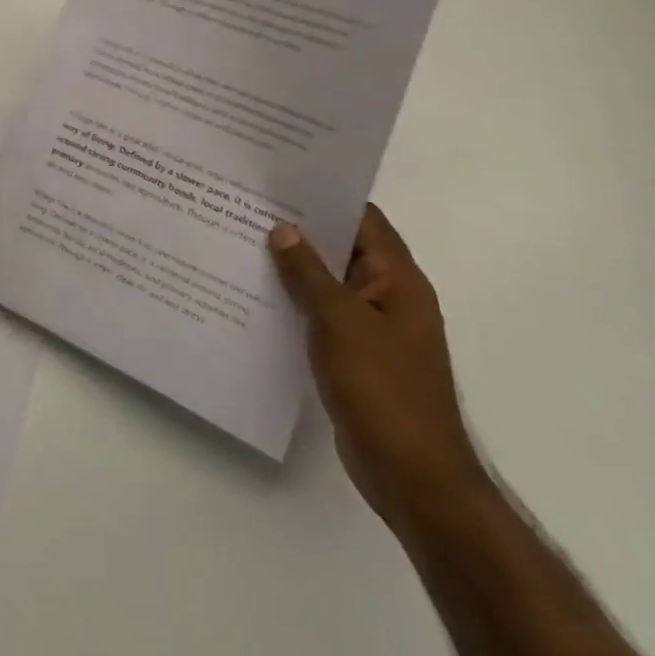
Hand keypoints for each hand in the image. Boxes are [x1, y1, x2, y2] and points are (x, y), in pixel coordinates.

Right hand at [269, 205, 487, 533]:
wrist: (413, 477)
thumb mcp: (339, 321)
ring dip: (293, 266)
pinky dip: (294, 300)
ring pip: (328, 282)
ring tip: (241, 241)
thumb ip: (308, 273)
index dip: (324, 194)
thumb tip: (283, 229)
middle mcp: (389, 296)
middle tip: (247, 204)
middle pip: (342, 247)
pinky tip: (255, 293)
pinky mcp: (356, 355)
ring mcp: (373, 328)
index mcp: (398, 280)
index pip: (362, 218)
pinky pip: (322, 314)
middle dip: (299, 228)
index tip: (279, 178)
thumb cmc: (383, 390)